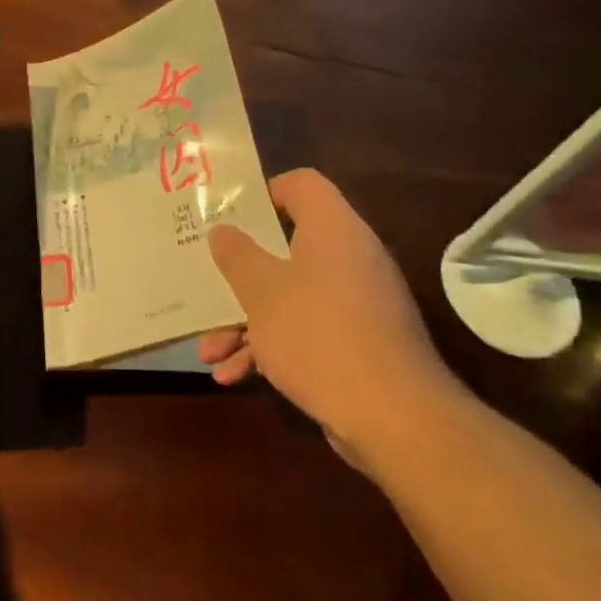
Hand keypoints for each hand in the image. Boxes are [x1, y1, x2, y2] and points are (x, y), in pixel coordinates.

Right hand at [198, 169, 459, 448]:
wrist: (393, 416)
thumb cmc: (318, 334)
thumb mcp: (261, 291)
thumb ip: (237, 255)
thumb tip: (223, 230)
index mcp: (332, 228)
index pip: (301, 184)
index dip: (262, 193)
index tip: (227, 216)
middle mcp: (349, 256)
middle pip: (286, 247)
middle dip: (240, 276)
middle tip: (207, 285)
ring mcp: (357, 302)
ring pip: (290, 295)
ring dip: (246, 322)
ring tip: (209, 353)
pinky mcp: (358, 342)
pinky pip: (307, 330)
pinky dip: (272, 347)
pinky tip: (234, 376)